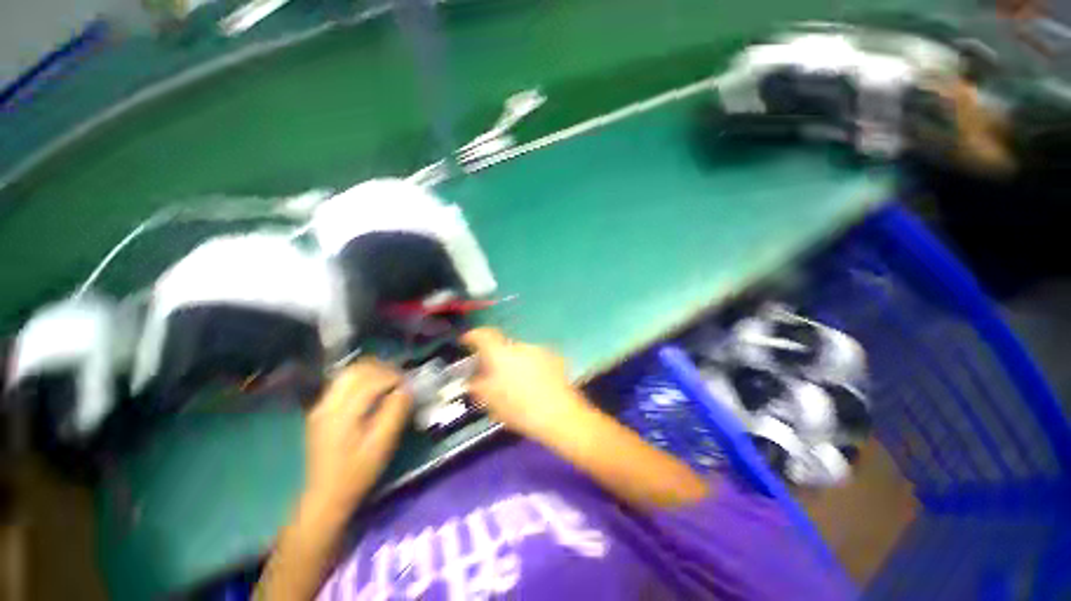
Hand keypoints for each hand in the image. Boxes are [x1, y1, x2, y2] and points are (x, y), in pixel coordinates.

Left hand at [303, 359, 411, 515]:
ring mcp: (321, 406)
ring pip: (349, 373)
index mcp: (342, 412)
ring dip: (372, 371)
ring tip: (390, 381)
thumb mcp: (382, 444)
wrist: (326, 496)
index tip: (410, 384)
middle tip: (401, 379)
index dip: (394, 377)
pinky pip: (343, 383)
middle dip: (383, 369)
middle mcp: (328, 403)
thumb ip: (396, 412)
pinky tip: (373, 389)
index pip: (372, 379)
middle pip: (357, 370)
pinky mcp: (321, 410)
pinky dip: (362, 379)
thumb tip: (407, 388)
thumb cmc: (358, 472)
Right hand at [462, 328, 588, 439]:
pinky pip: (535, 358)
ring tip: (517, 384)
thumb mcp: (491, 401)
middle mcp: (520, 345)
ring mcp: (539, 350)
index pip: (483, 335)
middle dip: (497, 358)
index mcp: (501, 353)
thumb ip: (478, 386)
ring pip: (520, 353)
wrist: (559, 414)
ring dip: (515, 363)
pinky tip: (534, 384)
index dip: (473, 336)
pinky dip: (530, 367)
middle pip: (503, 346)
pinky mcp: (554, 357)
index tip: (467, 341)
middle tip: (494, 376)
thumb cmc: (520, 409)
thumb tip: (473, 379)